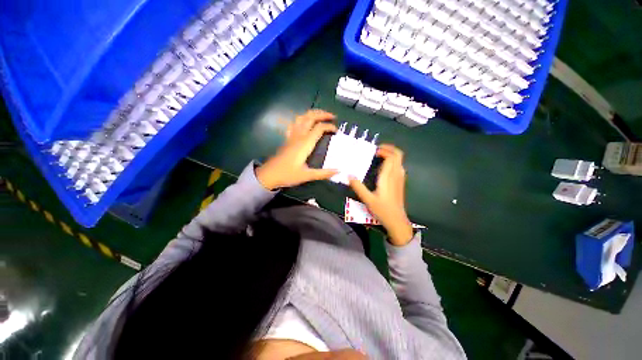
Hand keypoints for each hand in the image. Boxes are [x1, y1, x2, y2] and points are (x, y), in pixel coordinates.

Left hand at [256, 109, 337, 189]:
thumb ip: (323, 173)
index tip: (336, 131)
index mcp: (305, 143)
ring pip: (301, 117)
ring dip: (312, 114)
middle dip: (322, 114)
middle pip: (310, 117)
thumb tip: (338, 171)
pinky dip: (302, 119)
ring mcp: (292, 136)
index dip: (329, 127)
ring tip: (320, 116)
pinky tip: (305, 123)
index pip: (319, 128)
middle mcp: (298, 136)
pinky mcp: (287, 138)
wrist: (269, 175)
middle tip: (332, 116)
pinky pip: (294, 124)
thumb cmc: (288, 174)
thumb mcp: (307, 176)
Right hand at [349, 144, 412, 245]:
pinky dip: (392, 162)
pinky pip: (398, 167)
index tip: (374, 151)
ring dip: (391, 155)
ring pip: (399, 161)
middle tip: (377, 150)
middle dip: (389, 149)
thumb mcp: (367, 199)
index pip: (391, 157)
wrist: (397, 221)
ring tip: (379, 156)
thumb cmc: (382, 210)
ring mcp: (400, 179)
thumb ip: (358, 187)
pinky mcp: (400, 183)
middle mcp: (396, 175)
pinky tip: (383, 168)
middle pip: (398, 155)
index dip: (384, 150)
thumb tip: (349, 175)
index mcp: (388, 177)